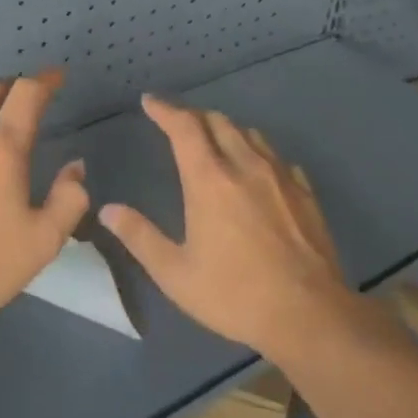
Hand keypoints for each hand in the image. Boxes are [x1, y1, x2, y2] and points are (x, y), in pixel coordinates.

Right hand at [98, 96, 348, 358]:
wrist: (309, 314)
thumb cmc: (234, 294)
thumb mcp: (176, 274)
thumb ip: (140, 237)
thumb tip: (108, 210)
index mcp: (209, 179)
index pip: (183, 127)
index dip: (165, 110)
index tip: (150, 102)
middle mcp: (245, 165)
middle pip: (217, 121)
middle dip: (193, 116)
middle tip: (178, 123)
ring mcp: (279, 176)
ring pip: (250, 134)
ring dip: (226, 130)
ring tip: (214, 141)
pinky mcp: (305, 192)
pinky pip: (277, 158)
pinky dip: (258, 153)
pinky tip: (257, 171)